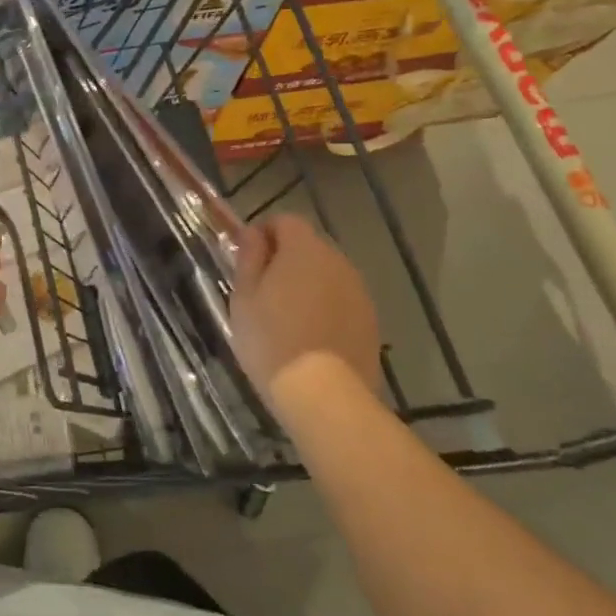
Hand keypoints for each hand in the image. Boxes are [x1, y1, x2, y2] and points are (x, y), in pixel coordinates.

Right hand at [231, 214, 382, 414]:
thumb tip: (253, 234)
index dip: (263, 234)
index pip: (285, 220)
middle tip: (262, 292)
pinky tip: (310, 338)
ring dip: (307, 285)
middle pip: (308, 247)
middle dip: (285, 260)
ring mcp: (358, 292)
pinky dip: (325, 309)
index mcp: (304, 249)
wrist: (324, 395)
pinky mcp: (370, 321)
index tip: (247, 261)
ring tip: (286, 319)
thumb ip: (249, 257)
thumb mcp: (244, 296)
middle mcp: (337, 261)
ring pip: (326, 275)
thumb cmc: (271, 340)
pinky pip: (341, 301)